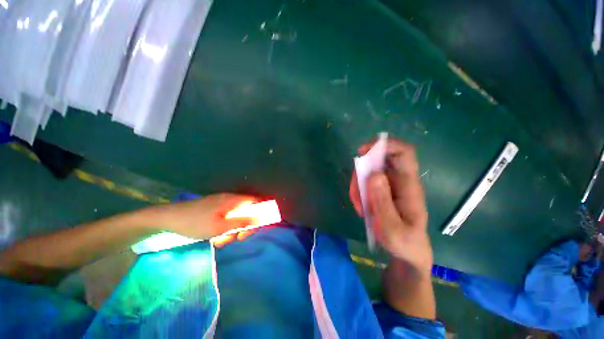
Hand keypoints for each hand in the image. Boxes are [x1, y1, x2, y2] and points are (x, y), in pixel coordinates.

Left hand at [152, 193, 259, 238]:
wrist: (168, 218)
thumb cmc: (196, 223)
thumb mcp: (221, 227)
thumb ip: (243, 222)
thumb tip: (262, 218)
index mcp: (234, 201)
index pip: (256, 202)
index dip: (261, 213)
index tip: (255, 227)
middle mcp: (230, 199)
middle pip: (246, 211)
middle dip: (243, 226)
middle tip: (235, 239)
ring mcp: (221, 203)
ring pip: (235, 216)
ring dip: (232, 230)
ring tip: (220, 241)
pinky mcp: (213, 208)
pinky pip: (225, 217)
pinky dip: (224, 228)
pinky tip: (214, 237)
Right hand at [350, 139, 432, 274]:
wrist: (407, 252)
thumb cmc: (404, 242)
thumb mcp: (391, 228)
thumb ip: (382, 201)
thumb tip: (374, 174)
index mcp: (409, 186)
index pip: (403, 152)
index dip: (384, 145)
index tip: (363, 152)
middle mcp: (400, 180)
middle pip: (380, 159)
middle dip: (363, 170)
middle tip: (356, 189)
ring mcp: (390, 185)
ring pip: (369, 171)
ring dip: (359, 185)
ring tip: (360, 206)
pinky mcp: (382, 190)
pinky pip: (366, 182)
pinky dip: (359, 191)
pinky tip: (362, 207)